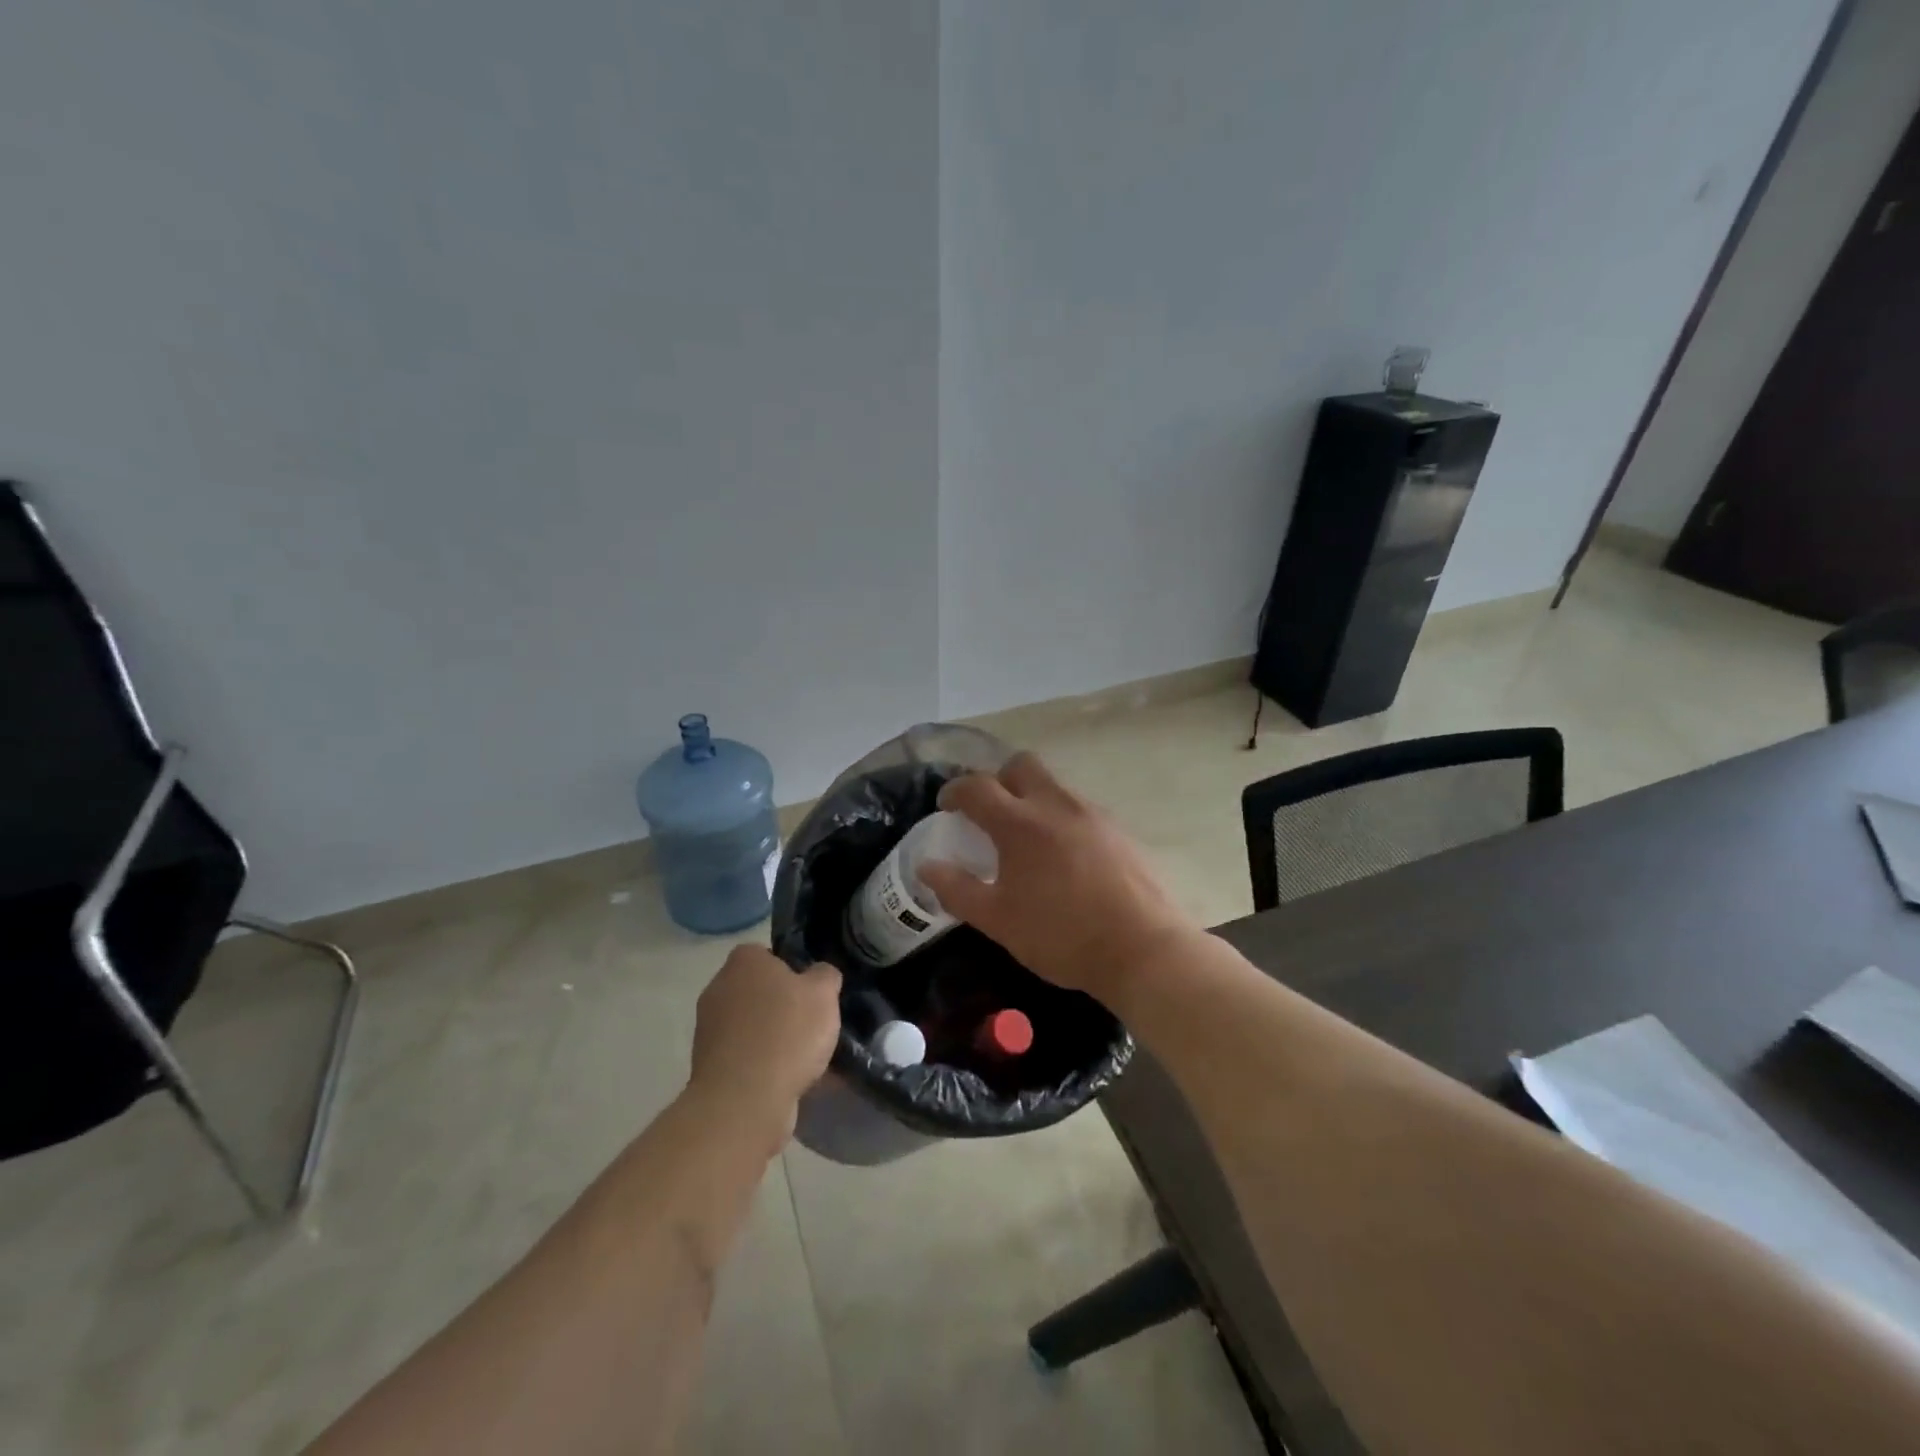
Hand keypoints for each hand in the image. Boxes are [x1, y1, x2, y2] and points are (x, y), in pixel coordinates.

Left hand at [688, 946, 841, 1150]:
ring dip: (773, 1037)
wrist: (744, 1101)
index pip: (768, 954)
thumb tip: (819, 975)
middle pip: (758, 990)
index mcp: (743, 961)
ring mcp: (708, 1029)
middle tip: (811, 1022)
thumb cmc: (786, 1033)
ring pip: (751, 1026)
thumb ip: (825, 975)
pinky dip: (763, 1065)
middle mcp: (718, 988)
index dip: (792, 970)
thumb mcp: (824, 993)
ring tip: (805, 1058)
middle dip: (782, 1005)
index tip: (810, 991)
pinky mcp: (707, 1066)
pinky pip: (744, 1056)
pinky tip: (788, 1080)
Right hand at [918, 752, 1194, 999]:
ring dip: (1032, 797)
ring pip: (1054, 785)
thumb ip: (958, 890)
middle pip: (1021, 765)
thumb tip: (927, 868)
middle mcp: (1056, 805)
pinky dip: (1061, 818)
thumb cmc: (1061, 935)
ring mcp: (1093, 814)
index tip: (946, 806)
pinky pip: (1080, 808)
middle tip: (989, 812)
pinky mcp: (1119, 830)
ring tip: (1027, 838)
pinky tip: (1064, 856)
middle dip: (998, 779)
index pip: (977, 787)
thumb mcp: (998, 921)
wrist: (1143, 948)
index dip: (955, 791)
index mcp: (1020, 823)